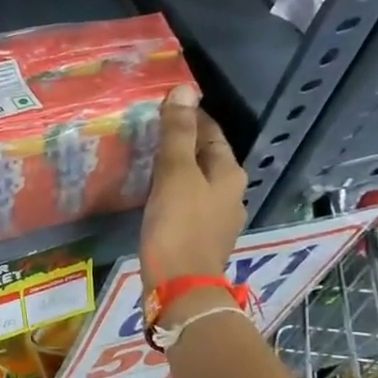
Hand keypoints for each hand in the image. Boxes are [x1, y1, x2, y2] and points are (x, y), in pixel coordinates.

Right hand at [140, 84, 246, 291]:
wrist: (180, 287)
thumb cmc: (178, 228)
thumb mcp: (175, 175)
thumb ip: (178, 134)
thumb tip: (184, 89)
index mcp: (230, 174)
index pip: (212, 133)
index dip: (190, 117)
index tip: (164, 106)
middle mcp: (231, 194)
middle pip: (206, 158)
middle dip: (182, 144)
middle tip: (149, 133)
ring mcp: (217, 220)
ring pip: (197, 183)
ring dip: (176, 171)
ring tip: (147, 163)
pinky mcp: (200, 240)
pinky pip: (188, 206)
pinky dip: (173, 195)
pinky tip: (153, 199)